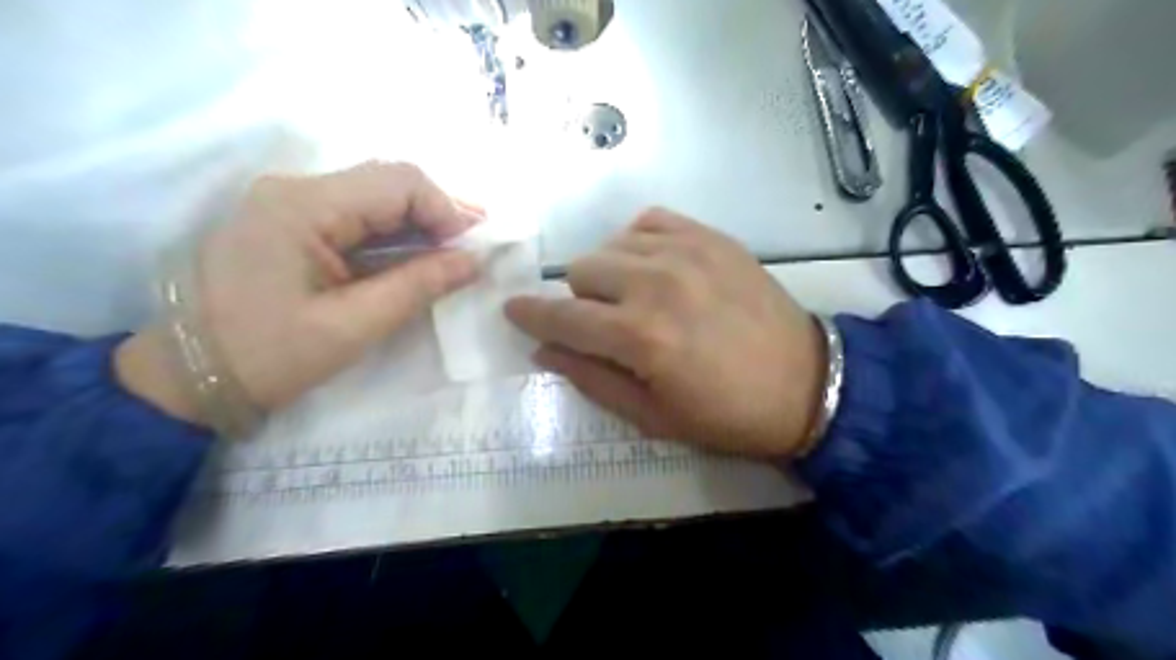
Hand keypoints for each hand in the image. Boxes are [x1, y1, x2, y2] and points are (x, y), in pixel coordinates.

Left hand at [117, 164, 481, 424]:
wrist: (188, 377)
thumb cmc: (268, 356)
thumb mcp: (353, 326)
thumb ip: (418, 286)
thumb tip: (474, 261)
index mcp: (302, 207)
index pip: (397, 182)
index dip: (446, 208)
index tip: (473, 249)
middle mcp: (294, 189)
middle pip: (388, 180)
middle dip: (438, 212)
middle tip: (474, 247)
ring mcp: (289, 202)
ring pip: (376, 194)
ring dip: (420, 221)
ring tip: (456, 251)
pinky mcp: (291, 221)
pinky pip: (358, 214)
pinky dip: (395, 232)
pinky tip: (418, 253)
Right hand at [505, 208, 824, 457]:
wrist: (806, 383)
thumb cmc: (725, 414)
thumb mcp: (651, 417)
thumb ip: (590, 379)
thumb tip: (544, 349)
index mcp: (639, 338)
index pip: (561, 318)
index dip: (530, 315)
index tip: (513, 311)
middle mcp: (656, 285)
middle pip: (581, 270)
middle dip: (579, 301)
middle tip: (604, 324)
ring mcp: (686, 252)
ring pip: (611, 245)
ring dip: (609, 274)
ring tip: (634, 297)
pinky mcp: (710, 237)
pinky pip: (649, 220)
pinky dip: (638, 242)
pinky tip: (654, 266)